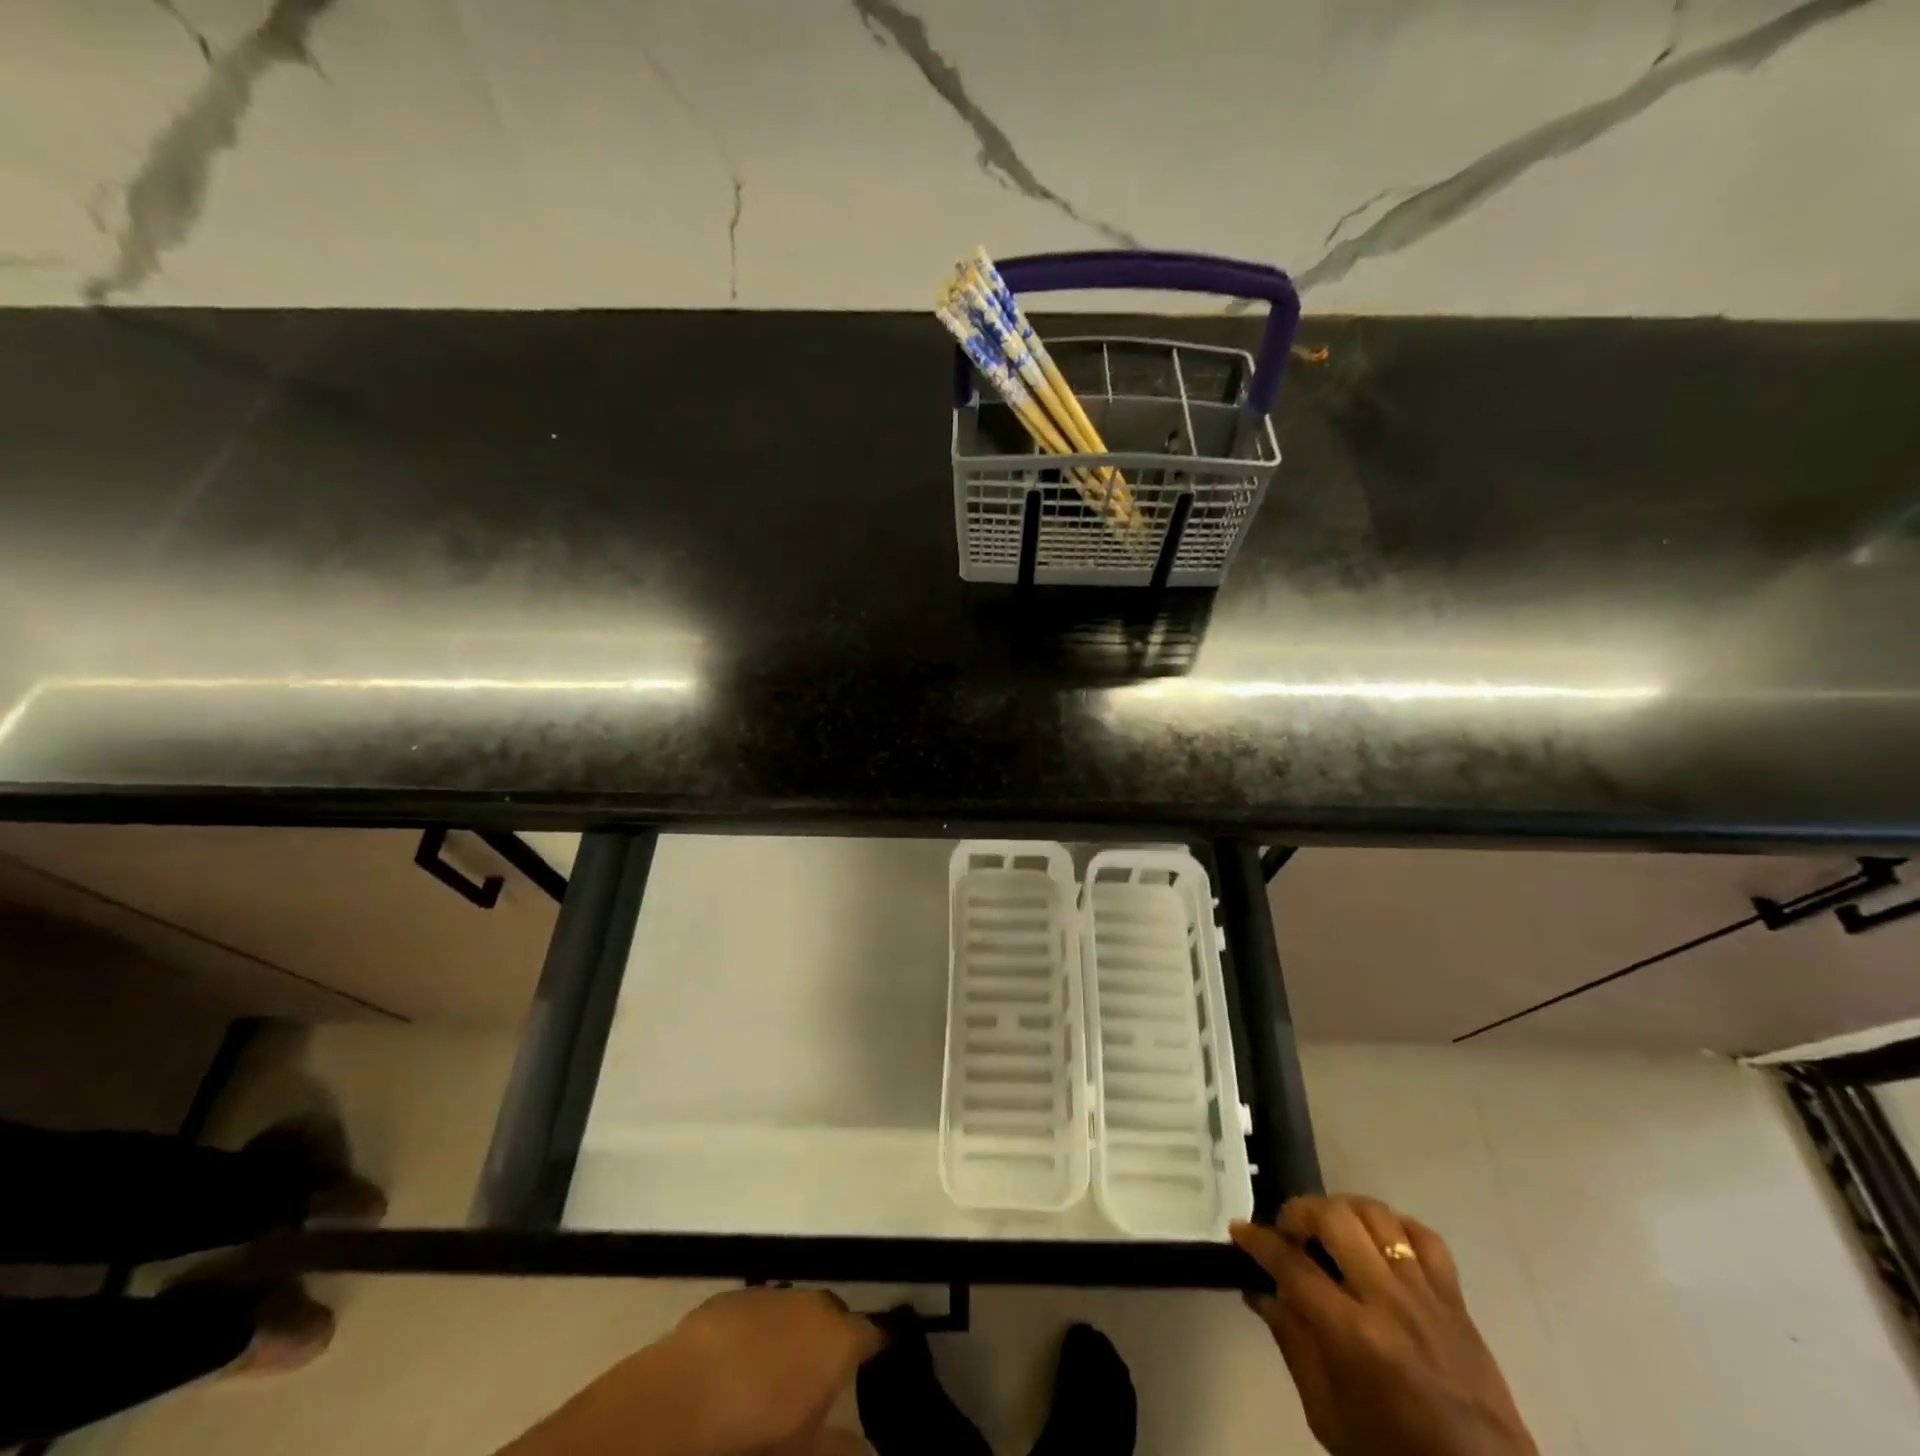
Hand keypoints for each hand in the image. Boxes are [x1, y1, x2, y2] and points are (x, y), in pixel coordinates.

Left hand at [662, 1287, 884, 1453]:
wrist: (681, 1398)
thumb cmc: (755, 1434)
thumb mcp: (804, 1453)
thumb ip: (842, 1450)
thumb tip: (873, 1452)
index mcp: (838, 1340)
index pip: (873, 1333)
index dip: (878, 1346)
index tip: (881, 1357)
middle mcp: (812, 1304)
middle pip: (834, 1315)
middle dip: (832, 1338)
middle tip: (823, 1375)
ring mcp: (771, 1295)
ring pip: (796, 1309)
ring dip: (794, 1332)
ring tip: (780, 1369)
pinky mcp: (732, 1297)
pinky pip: (759, 1311)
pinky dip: (759, 1331)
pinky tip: (742, 1361)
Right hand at [1233, 1196, 1536, 1455]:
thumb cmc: (1394, 1455)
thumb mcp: (1328, 1416)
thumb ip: (1293, 1345)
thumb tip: (1262, 1293)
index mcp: (1354, 1336)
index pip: (1293, 1265)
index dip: (1259, 1241)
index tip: (1239, 1229)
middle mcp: (1389, 1303)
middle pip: (1336, 1219)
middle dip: (1300, 1211)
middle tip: (1288, 1229)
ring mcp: (1428, 1297)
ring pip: (1378, 1216)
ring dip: (1343, 1209)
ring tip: (1329, 1226)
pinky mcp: (1457, 1301)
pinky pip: (1425, 1237)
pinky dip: (1395, 1225)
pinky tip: (1378, 1236)